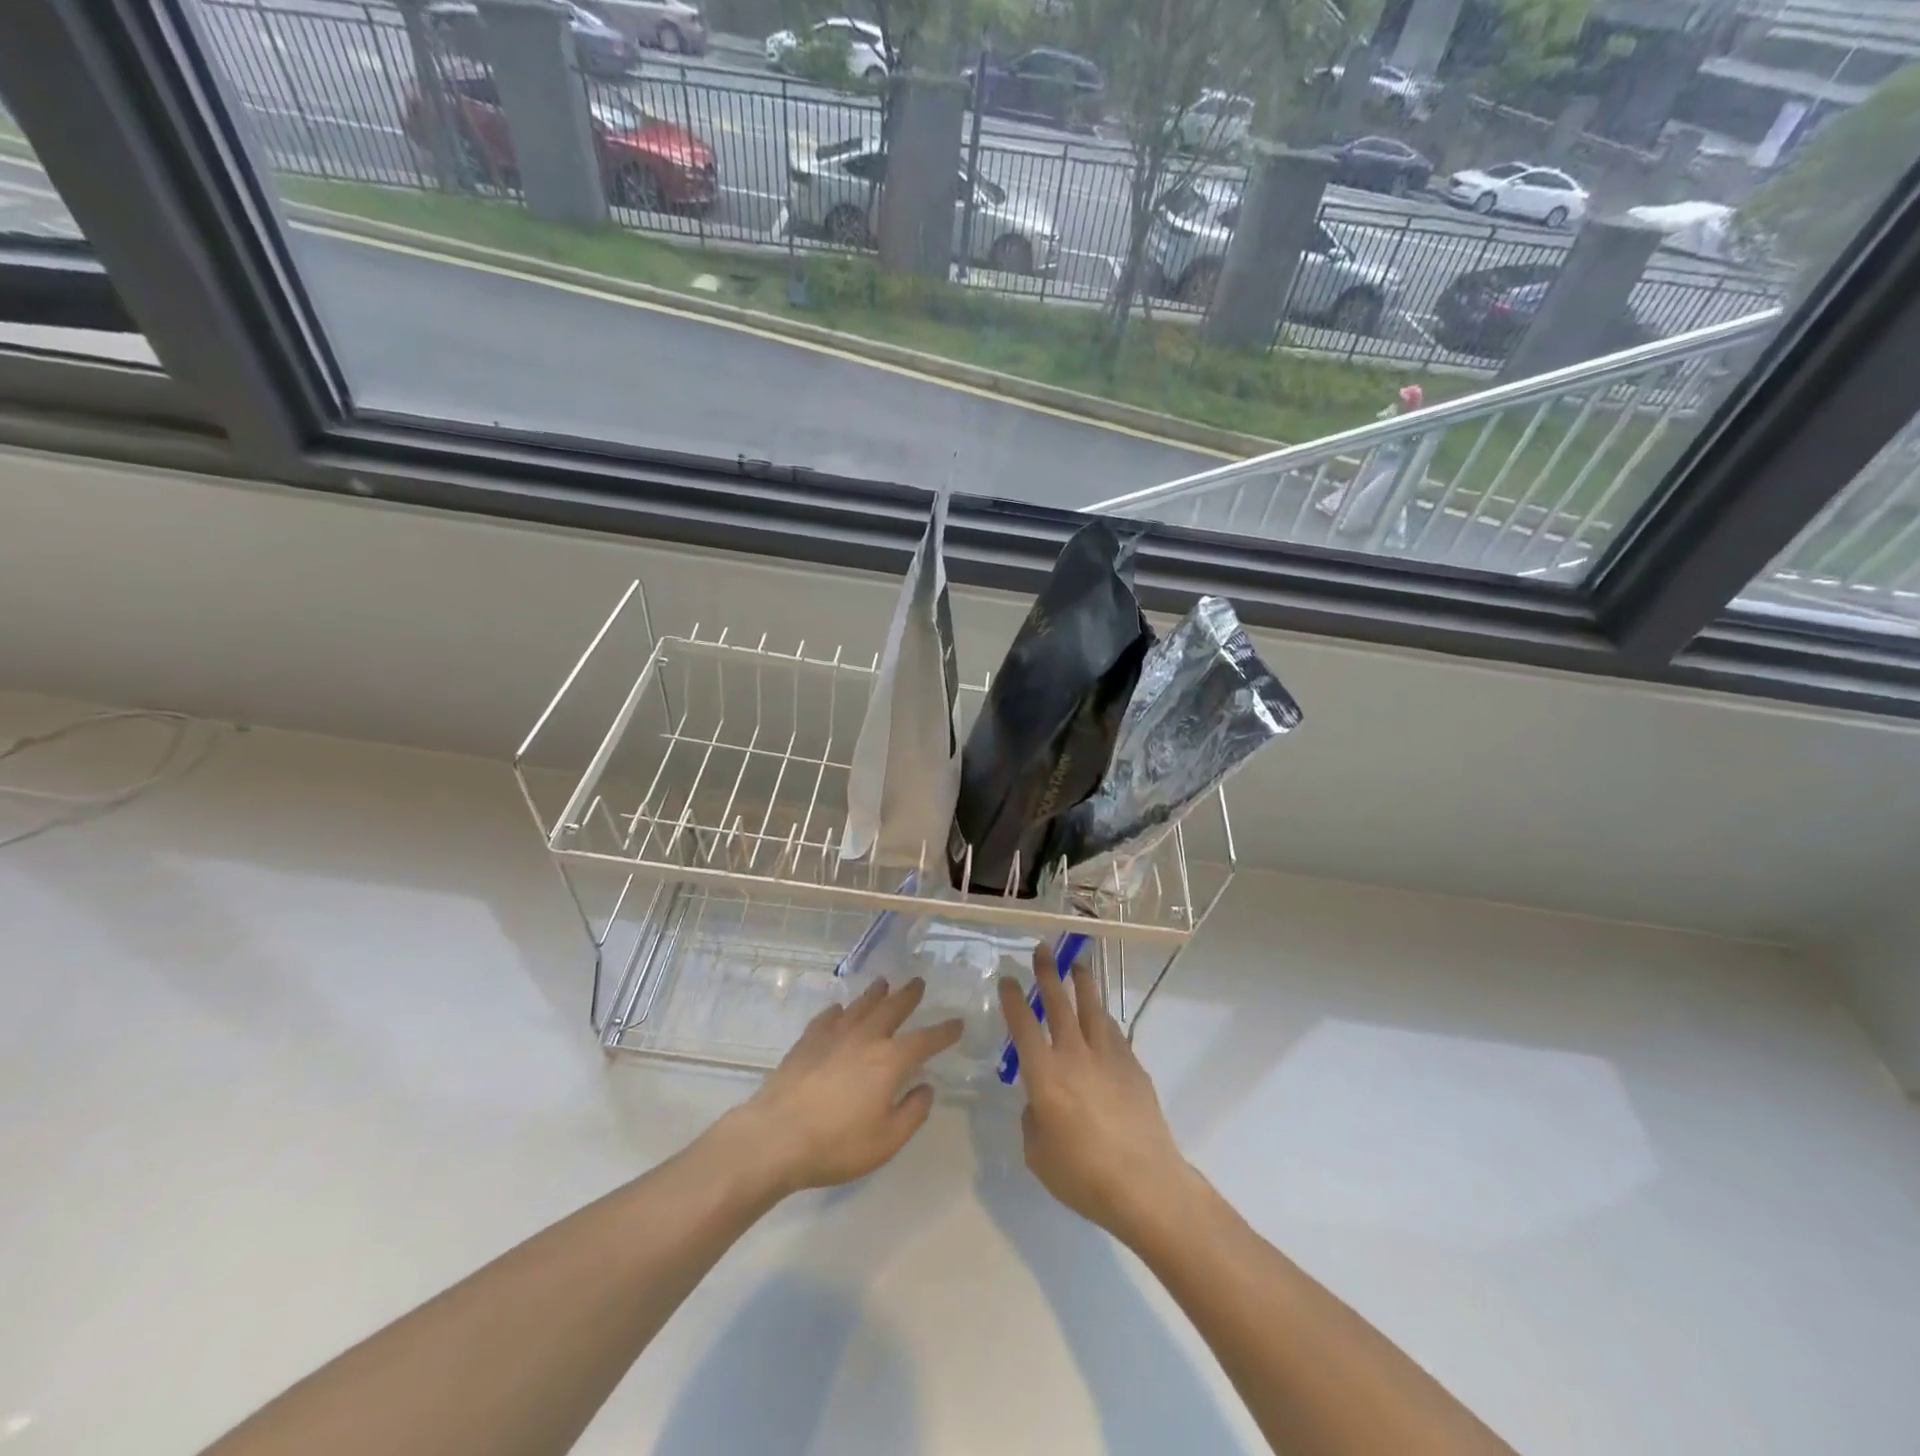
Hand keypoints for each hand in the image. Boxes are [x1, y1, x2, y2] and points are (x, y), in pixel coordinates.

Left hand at [733, 977, 961, 1195]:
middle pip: (892, 1009)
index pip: (925, 1040)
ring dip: (875, 994)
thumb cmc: (837, 1144)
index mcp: (890, 1061)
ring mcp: (833, 1036)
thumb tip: (926, 1087)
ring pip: (860, 1006)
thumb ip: (912, 1112)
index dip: (944, 1032)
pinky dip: (839, 1011)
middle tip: (918, 982)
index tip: (957, 1023)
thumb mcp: (887, 1141)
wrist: (776, 1136)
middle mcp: (865, 1038)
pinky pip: (828, 1017)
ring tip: (883, 983)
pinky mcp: (807, 1041)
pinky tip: (840, 1011)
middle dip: (908, 996)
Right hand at [998, 947, 1192, 1243]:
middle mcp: (1074, 1055)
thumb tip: (1039, 1103)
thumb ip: (1032, 1120)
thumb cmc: (1083, 1176)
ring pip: (1092, 1007)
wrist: (1145, 1185)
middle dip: (1048, 973)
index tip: (1008, 978)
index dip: (1013, 999)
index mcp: (1044, 1074)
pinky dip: (1103, 1016)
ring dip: (1082, 983)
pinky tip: (1101, 1014)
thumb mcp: (1038, 1155)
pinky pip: (1113, 1030)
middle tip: (1042, 949)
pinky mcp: (1133, 1066)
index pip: (1023, 1025)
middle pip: (1058, 1003)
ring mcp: (1108, 1057)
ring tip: (1077, 964)